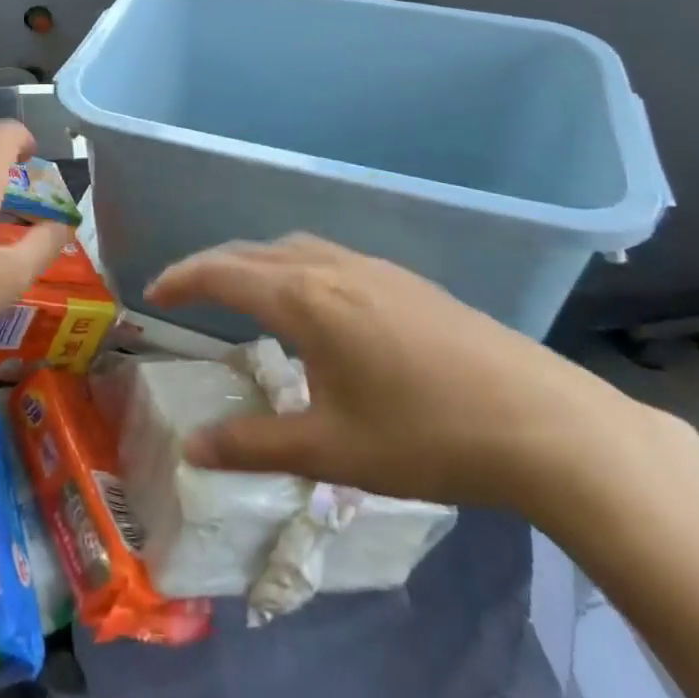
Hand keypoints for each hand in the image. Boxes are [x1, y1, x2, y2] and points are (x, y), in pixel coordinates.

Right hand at [145, 234, 644, 513]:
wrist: (546, 424)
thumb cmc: (427, 435)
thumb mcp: (331, 450)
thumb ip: (254, 446)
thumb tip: (191, 449)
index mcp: (305, 299)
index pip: (222, 273)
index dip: (181, 278)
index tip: (152, 294)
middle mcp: (331, 268)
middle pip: (252, 252)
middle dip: (209, 266)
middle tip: (182, 290)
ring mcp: (372, 268)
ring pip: (292, 247)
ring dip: (252, 261)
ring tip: (237, 290)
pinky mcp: (405, 281)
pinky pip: (325, 256)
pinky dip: (291, 265)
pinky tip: (308, 301)